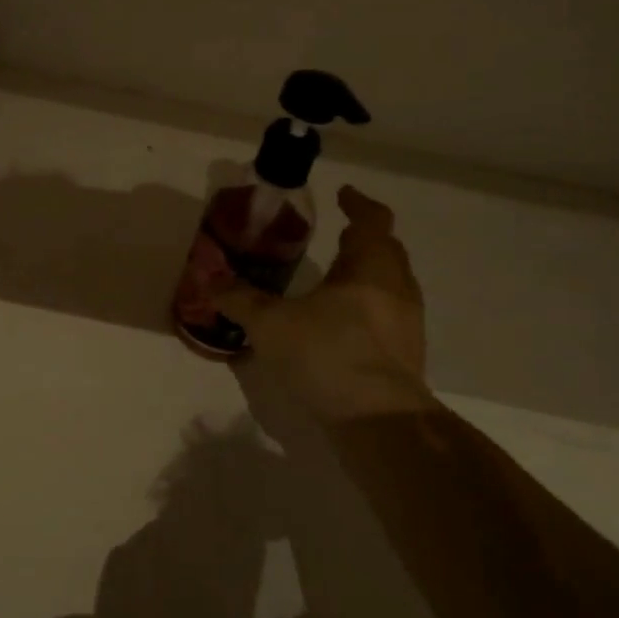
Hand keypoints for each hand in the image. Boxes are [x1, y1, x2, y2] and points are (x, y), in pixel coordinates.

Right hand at [219, 185, 438, 422]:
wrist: (381, 422)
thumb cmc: (329, 353)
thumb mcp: (272, 324)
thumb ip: (241, 300)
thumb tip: (211, 282)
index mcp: (371, 267)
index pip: (372, 220)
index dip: (358, 204)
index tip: (343, 195)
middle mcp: (397, 289)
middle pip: (386, 252)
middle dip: (363, 240)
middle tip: (338, 236)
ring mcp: (407, 326)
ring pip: (390, 287)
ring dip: (367, 276)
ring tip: (335, 281)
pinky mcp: (406, 358)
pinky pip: (388, 319)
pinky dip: (367, 310)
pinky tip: (340, 327)